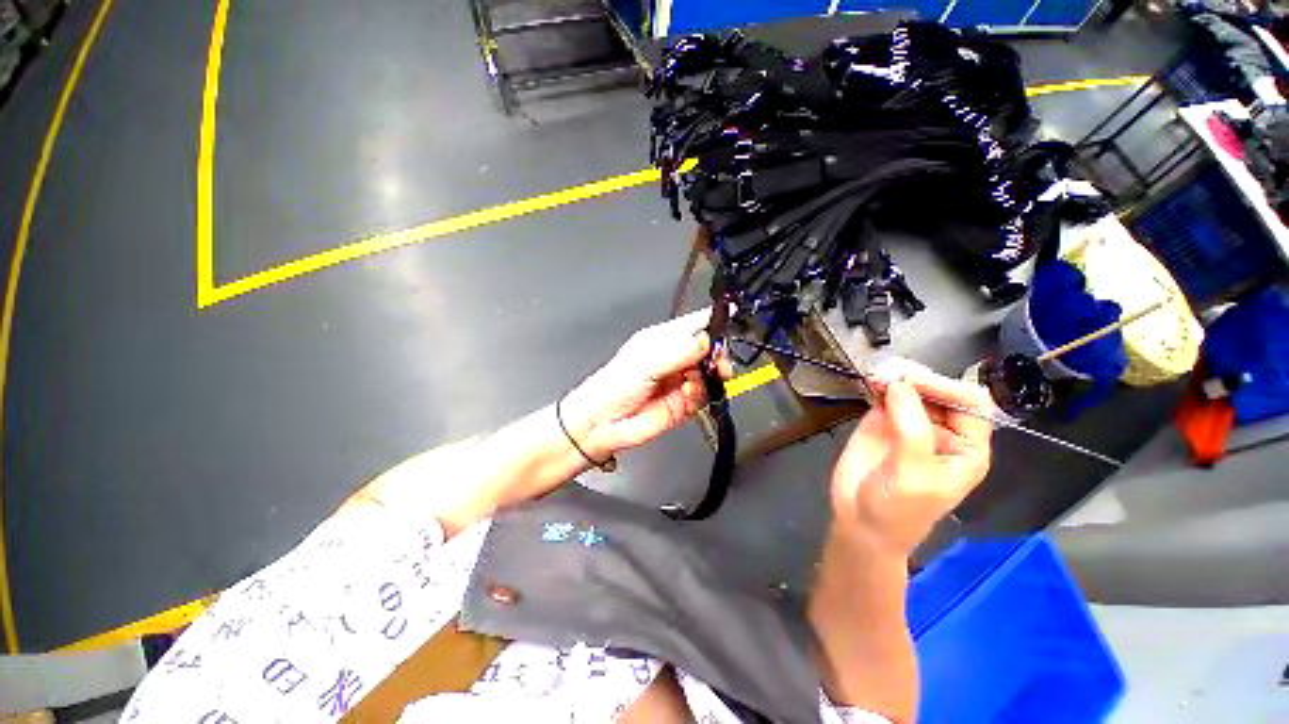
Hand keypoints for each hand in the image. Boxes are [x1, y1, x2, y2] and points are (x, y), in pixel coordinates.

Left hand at [561, 308, 733, 461]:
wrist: (605, 423)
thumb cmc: (615, 386)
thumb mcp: (647, 362)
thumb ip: (679, 351)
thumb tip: (707, 339)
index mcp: (664, 339)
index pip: (694, 324)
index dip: (713, 319)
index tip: (731, 317)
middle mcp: (675, 358)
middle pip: (709, 348)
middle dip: (717, 352)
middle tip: (717, 359)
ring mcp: (682, 379)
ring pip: (711, 371)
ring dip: (712, 374)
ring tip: (702, 378)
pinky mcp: (686, 401)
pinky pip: (706, 393)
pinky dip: (703, 392)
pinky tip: (690, 392)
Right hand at [830, 366, 993, 556]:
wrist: (860, 522)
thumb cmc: (898, 509)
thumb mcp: (913, 474)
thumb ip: (911, 429)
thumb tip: (898, 385)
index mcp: (965, 448)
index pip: (970, 404)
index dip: (947, 387)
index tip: (912, 381)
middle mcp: (942, 431)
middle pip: (940, 391)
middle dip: (918, 378)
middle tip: (890, 372)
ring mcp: (909, 424)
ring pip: (911, 389)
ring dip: (896, 377)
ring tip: (877, 373)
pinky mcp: (881, 421)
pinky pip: (884, 395)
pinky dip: (878, 384)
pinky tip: (869, 380)